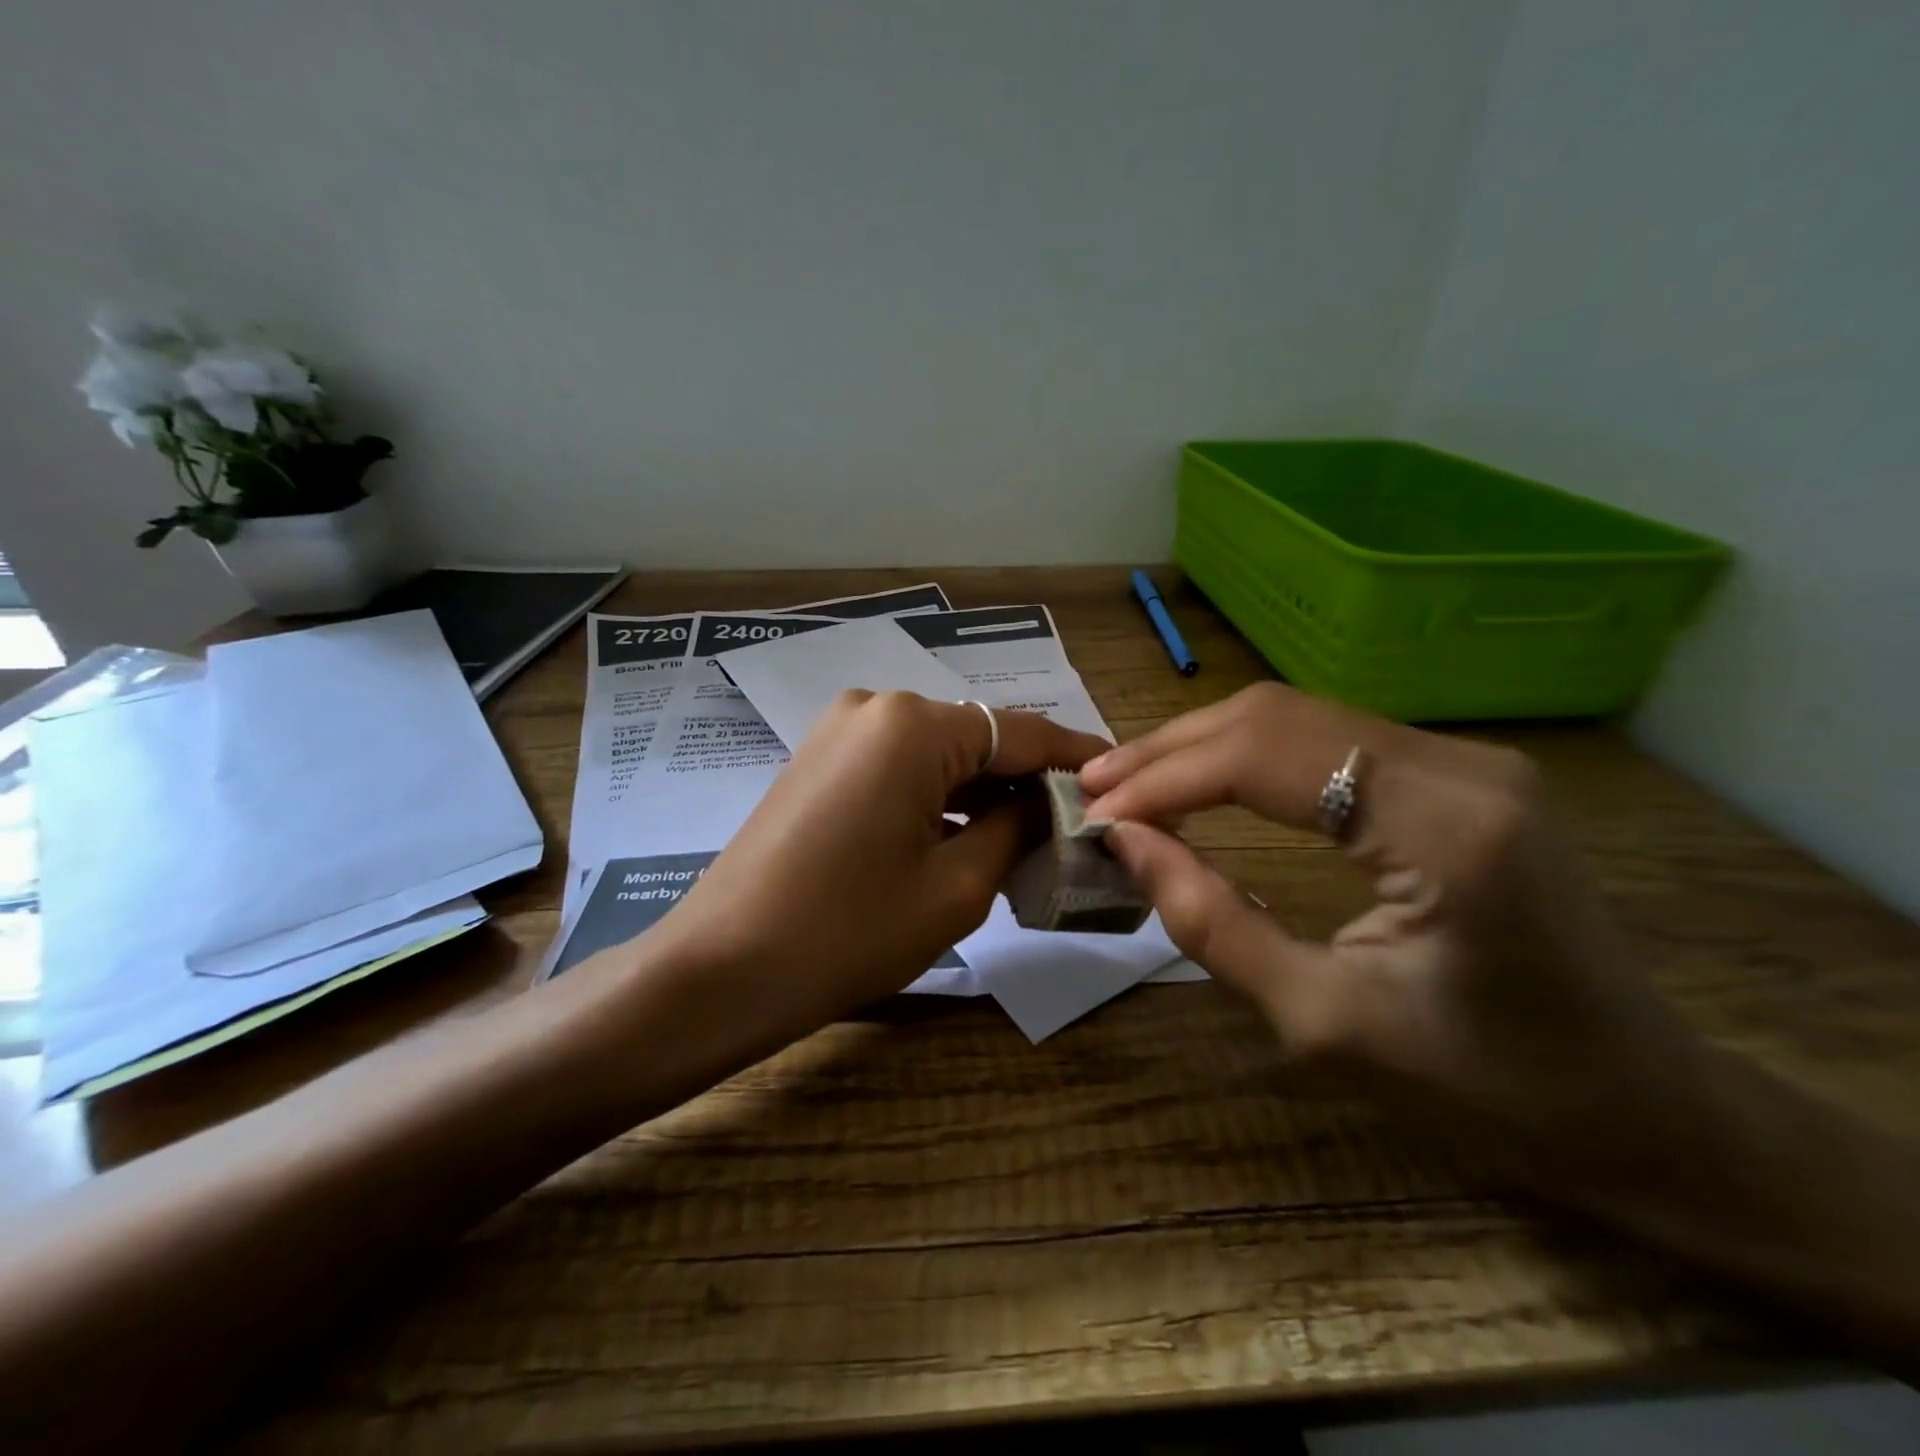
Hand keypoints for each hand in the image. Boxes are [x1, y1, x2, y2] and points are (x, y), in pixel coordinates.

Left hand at [657, 692, 1107, 1037]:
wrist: (723, 969)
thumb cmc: (849, 931)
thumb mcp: (958, 886)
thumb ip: (1017, 828)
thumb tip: (1049, 802)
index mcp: (913, 724)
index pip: (1021, 732)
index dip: (1075, 757)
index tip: (1121, 773)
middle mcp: (875, 706)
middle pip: (977, 739)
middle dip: (1025, 780)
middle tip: (1075, 824)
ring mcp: (838, 731)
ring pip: (936, 755)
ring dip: (980, 792)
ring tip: (1027, 837)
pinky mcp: (818, 761)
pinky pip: (897, 768)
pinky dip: (936, 797)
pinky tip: (962, 835)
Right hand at [1079, 682, 1709, 1202]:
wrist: (1643, 1109)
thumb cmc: (1488, 1089)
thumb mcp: (1325, 1023)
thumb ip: (1211, 922)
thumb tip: (1125, 840)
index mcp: (1446, 827)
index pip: (1265, 758)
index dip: (1165, 779)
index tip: (1095, 814)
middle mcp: (1460, 764)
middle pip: (1275, 715)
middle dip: (1170, 749)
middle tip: (1094, 786)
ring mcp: (1463, 759)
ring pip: (1294, 715)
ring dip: (1200, 745)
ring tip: (1128, 783)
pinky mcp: (1453, 772)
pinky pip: (1323, 739)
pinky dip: (1243, 756)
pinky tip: (1198, 780)